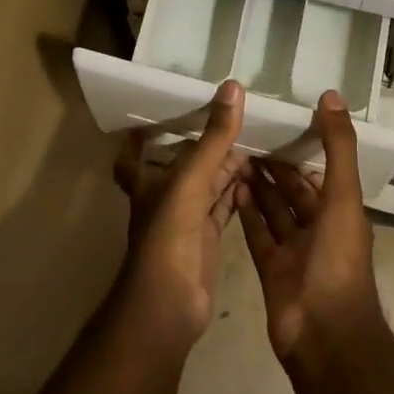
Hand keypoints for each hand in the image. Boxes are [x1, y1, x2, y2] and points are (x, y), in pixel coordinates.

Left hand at [114, 81, 247, 348]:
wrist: (169, 305)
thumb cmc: (168, 236)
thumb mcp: (190, 180)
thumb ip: (213, 137)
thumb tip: (233, 87)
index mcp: (148, 180)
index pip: (135, 152)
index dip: (141, 134)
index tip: (159, 109)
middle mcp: (164, 196)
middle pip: (183, 162)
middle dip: (203, 141)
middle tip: (231, 113)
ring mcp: (186, 218)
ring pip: (207, 182)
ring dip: (226, 164)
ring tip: (254, 137)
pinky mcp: (207, 237)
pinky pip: (223, 205)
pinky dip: (237, 190)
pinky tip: (258, 175)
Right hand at [236, 91, 383, 364]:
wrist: (323, 334)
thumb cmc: (337, 260)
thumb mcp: (343, 196)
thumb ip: (338, 146)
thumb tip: (331, 96)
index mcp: (341, 210)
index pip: (321, 170)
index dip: (304, 145)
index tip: (280, 118)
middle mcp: (319, 227)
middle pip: (295, 189)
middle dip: (276, 164)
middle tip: (248, 134)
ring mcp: (294, 250)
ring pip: (274, 209)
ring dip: (258, 185)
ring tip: (234, 154)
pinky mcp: (271, 268)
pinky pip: (258, 234)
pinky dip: (247, 213)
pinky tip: (230, 188)